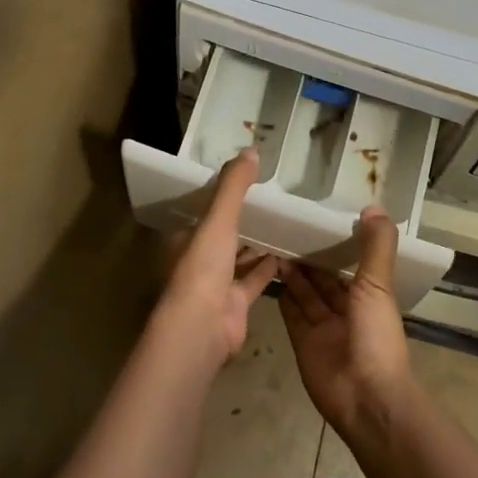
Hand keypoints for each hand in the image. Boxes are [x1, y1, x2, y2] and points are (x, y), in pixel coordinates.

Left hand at [159, 148, 277, 365]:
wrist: (202, 328)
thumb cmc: (203, 267)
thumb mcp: (218, 219)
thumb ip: (234, 186)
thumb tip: (252, 149)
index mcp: (187, 237)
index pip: (204, 210)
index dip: (222, 195)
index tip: (246, 179)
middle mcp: (199, 258)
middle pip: (224, 233)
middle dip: (244, 219)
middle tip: (273, 197)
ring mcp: (218, 283)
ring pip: (241, 256)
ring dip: (259, 242)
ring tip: (286, 220)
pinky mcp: (237, 302)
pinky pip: (256, 278)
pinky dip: (271, 267)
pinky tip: (291, 251)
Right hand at [275, 210, 413, 447]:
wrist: (365, 398)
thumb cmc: (375, 336)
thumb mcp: (378, 285)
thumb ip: (376, 247)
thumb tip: (374, 207)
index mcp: (369, 296)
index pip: (350, 263)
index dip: (335, 243)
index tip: (316, 219)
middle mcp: (346, 310)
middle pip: (324, 279)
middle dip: (309, 257)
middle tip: (285, 228)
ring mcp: (323, 328)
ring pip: (306, 294)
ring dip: (293, 273)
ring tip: (273, 244)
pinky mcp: (303, 343)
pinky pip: (292, 314)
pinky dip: (283, 296)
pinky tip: (269, 273)